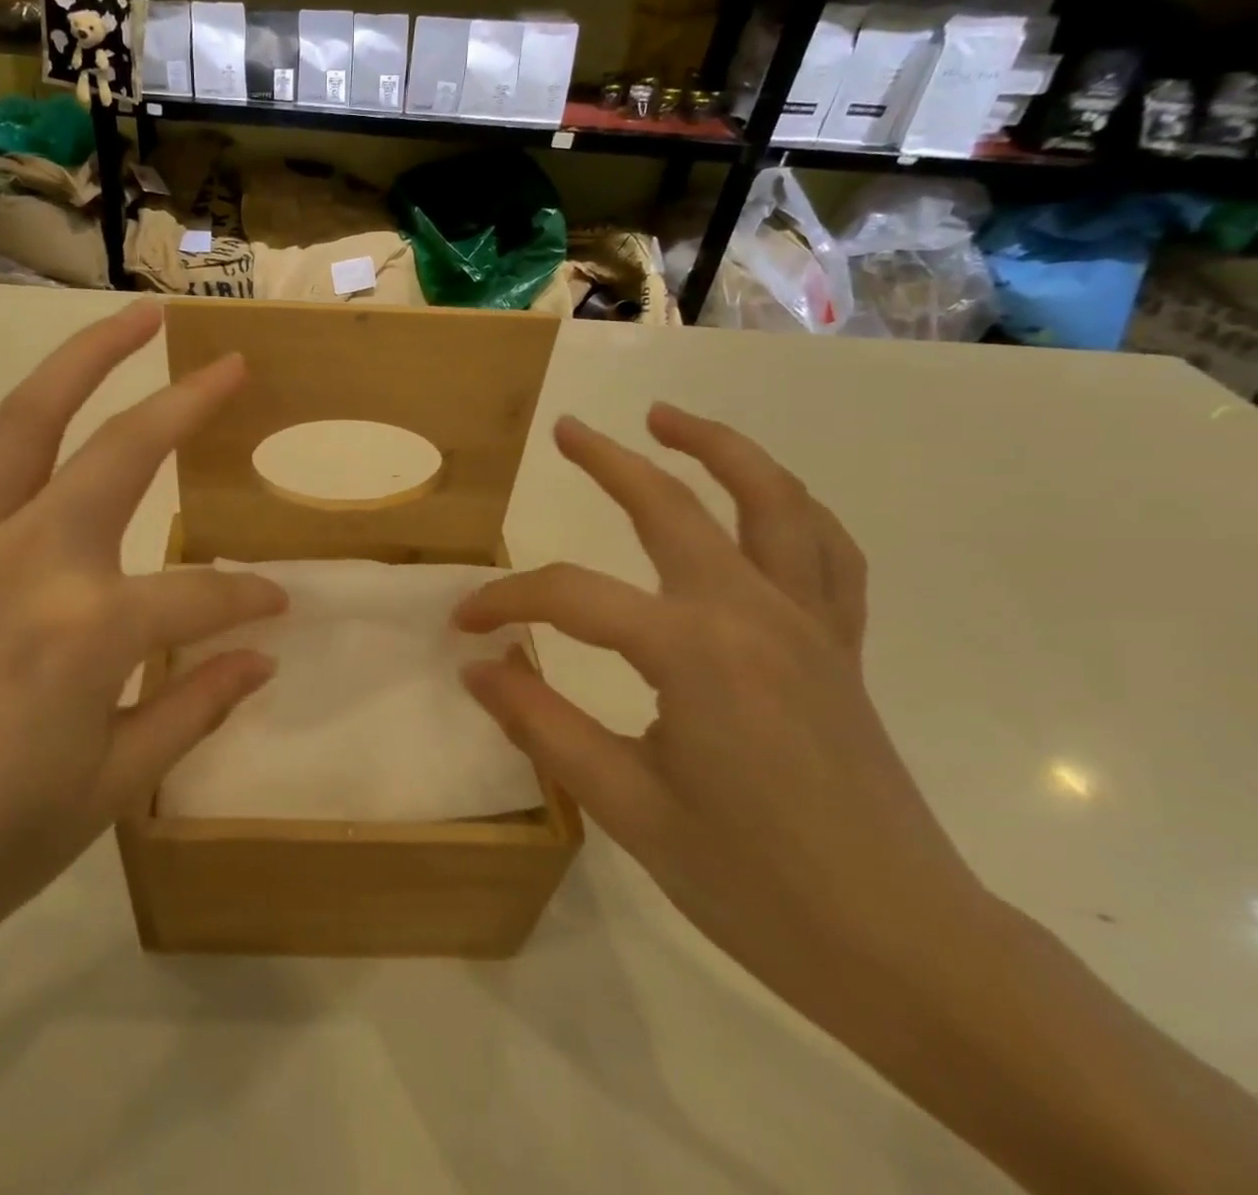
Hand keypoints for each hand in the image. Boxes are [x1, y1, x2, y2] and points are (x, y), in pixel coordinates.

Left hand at [0, 303, 285, 998]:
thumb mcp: (111, 789)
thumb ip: (193, 706)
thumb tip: (261, 657)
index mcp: (91, 628)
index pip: (201, 596)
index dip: (248, 602)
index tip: (276, 609)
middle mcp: (30, 560)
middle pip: (124, 453)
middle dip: (188, 404)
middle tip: (230, 365)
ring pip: (24, 425)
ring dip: (81, 361)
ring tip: (130, 320)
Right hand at [454, 405, 984, 1022]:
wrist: (904, 949)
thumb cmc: (753, 884)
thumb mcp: (625, 805)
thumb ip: (540, 722)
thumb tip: (476, 666)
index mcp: (692, 650)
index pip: (571, 597)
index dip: (507, 601)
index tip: (464, 624)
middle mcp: (754, 613)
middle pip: (672, 507)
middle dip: (610, 462)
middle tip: (567, 429)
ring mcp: (809, 624)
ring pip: (773, 502)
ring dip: (720, 450)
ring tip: (670, 420)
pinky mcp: (839, 648)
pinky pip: (826, 553)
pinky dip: (792, 509)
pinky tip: (762, 502)